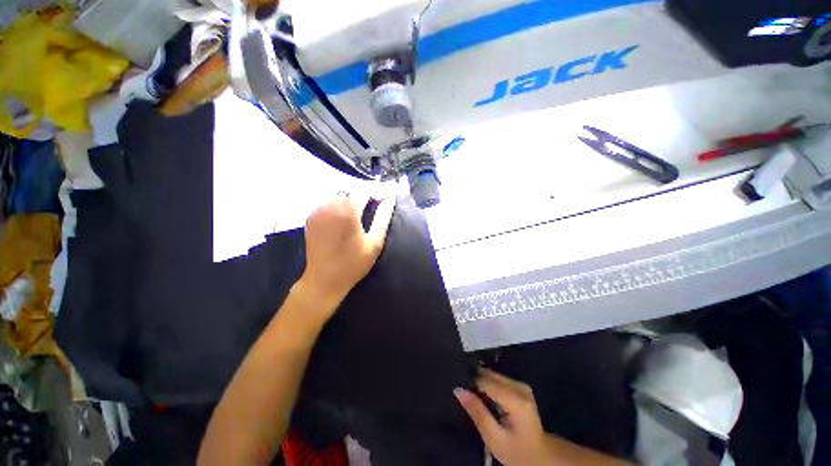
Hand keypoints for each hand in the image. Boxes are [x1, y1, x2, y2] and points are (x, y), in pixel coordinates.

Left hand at [298, 193, 394, 318]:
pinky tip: (345, 214)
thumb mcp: (375, 242)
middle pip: (350, 190)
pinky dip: (339, 203)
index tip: (385, 193)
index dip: (376, 188)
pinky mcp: (311, 217)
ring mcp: (318, 211)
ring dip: (351, 197)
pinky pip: (328, 202)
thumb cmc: (354, 263)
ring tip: (362, 206)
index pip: (364, 189)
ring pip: (338, 195)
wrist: (323, 280)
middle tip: (376, 200)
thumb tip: (390, 199)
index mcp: (348, 211)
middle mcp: (331, 206)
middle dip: (364, 192)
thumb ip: (383, 217)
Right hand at [455, 369, 628, 465]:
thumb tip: (458, 389)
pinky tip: (484, 396)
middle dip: (475, 381)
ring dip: (481, 382)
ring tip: (472, 395)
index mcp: (516, 400)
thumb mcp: (494, 438)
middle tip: (463, 393)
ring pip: (493, 375)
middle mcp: (520, 387)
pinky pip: (499, 379)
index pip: (486, 381)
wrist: (542, 456)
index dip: (471, 384)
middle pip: (490, 375)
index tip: (459, 390)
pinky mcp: (521, 386)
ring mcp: (522, 385)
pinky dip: (489, 384)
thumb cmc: (517, 452)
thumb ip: (477, 412)